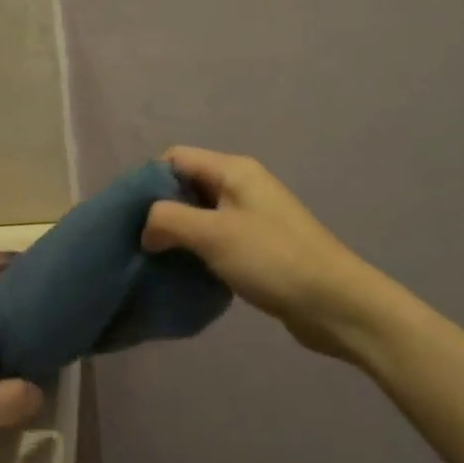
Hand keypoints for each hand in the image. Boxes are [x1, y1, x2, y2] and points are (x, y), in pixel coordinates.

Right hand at [142, 146, 391, 359]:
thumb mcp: (213, 235)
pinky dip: (198, 250)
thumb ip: (170, 220)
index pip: (175, 158)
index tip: (128, 215)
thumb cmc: (272, 259)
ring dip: (178, 233)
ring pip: (201, 214)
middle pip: (187, 185)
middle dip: (160, 209)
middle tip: (137, 241)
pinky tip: (185, 272)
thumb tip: (145, 227)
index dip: (148, 181)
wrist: (335, 303)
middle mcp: (241, 184)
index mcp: (233, 170)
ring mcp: (252, 215)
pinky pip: (216, 237)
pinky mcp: (258, 245)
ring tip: (155, 259)